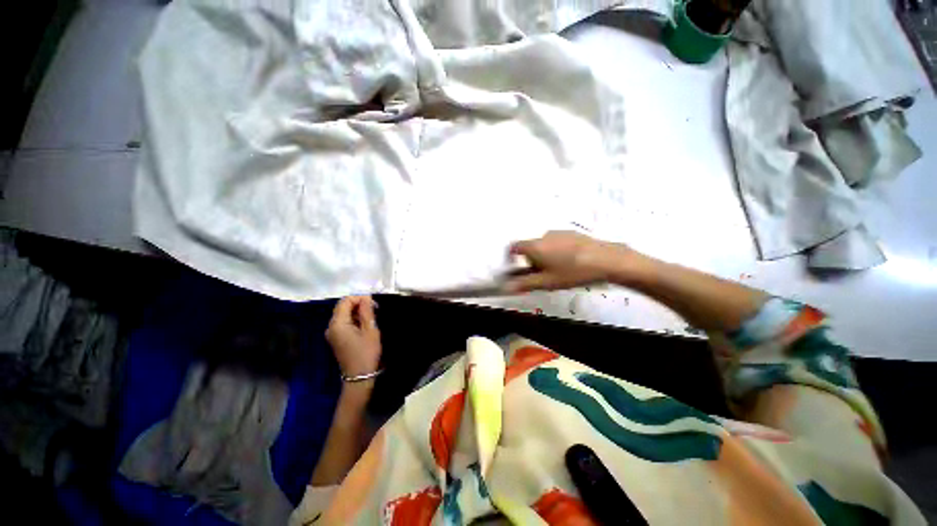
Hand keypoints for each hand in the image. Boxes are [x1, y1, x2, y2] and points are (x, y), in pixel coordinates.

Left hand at [326, 296, 381, 379]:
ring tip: (372, 317)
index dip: (359, 298)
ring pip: (344, 314)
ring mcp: (332, 333)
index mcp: (337, 324)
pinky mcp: (336, 338)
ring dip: (357, 312)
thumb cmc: (366, 352)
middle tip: (374, 310)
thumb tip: (366, 297)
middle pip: (342, 307)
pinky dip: (354, 319)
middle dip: (358, 304)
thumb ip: (367, 311)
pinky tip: (365, 325)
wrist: (359, 377)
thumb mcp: (370, 330)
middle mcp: (331, 327)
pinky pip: (344, 322)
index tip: (373, 303)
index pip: (345, 301)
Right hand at [504, 231, 634, 292]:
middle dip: (531, 260)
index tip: (516, 268)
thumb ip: (525, 284)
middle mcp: (543, 235)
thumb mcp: (547, 282)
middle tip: (541, 274)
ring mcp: (559, 233)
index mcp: (534, 246)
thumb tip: (507, 287)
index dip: (511, 257)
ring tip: (559, 269)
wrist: (606, 260)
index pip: (514, 247)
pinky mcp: (572, 233)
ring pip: (544, 245)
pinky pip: (557, 242)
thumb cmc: (572, 272)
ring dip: (545, 256)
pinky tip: (571, 262)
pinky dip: (557, 250)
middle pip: (530, 247)